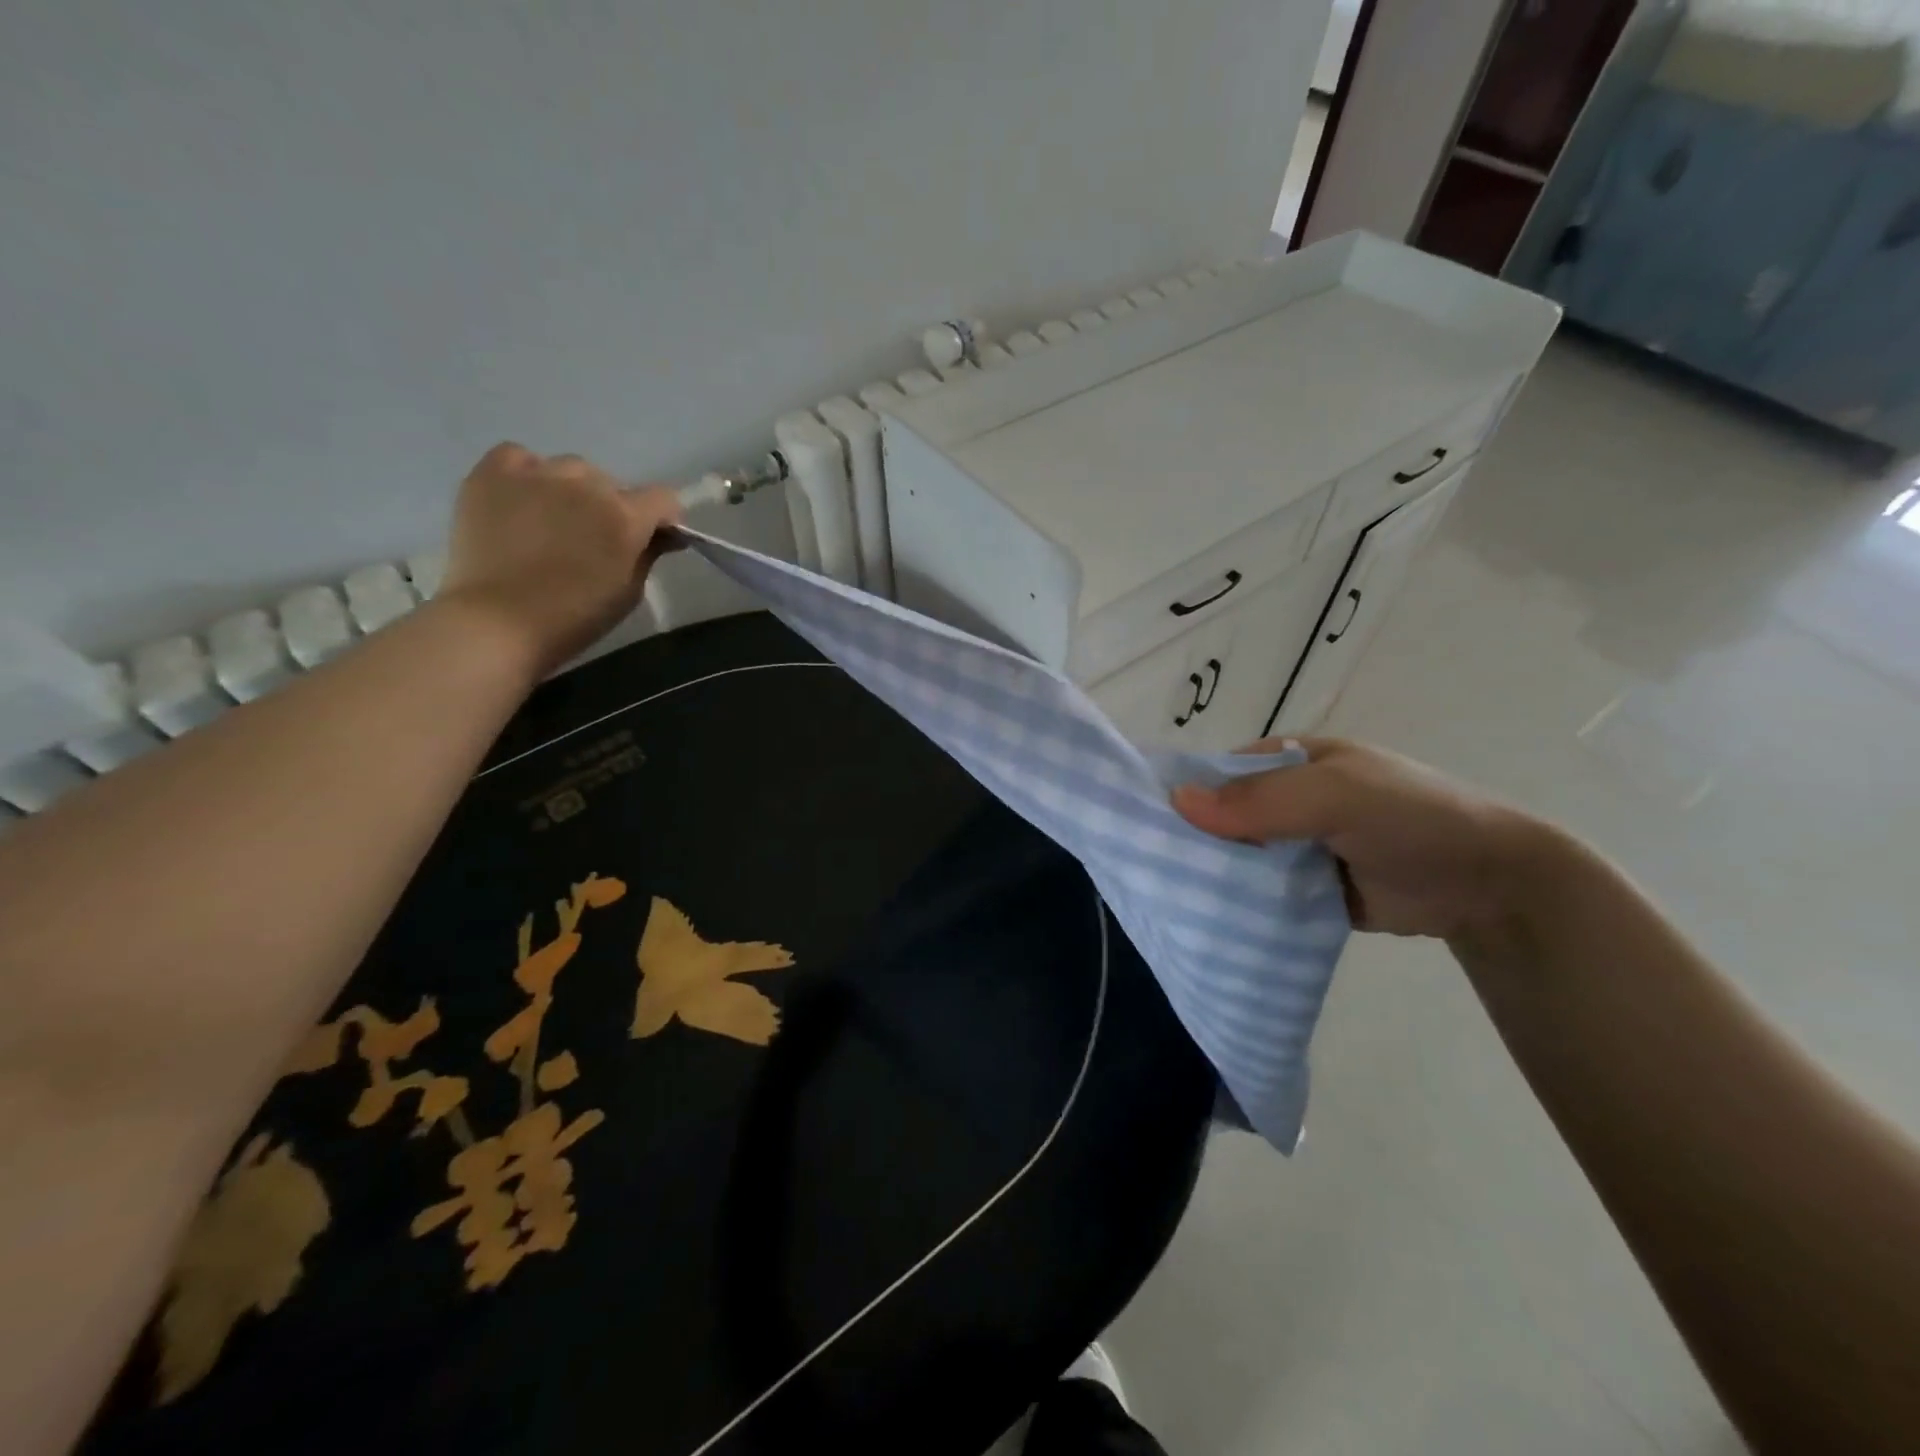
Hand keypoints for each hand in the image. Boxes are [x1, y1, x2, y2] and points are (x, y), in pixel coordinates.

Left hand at [437, 443, 683, 675]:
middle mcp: (587, 486)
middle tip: (594, 538)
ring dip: (572, 491)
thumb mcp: (628, 592)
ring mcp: (537, 475)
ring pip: (569, 470)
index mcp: (626, 517)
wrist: (499, 622)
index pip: (663, 498)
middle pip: (612, 484)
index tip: (654, 536)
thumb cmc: (574, 617)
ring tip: (554, 519)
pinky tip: (522, 499)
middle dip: (611, 507)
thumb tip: (662, 535)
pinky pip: (518, 457)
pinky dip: (526, 474)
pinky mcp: (492, 474)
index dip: (662, 518)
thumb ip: (648, 555)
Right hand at [1172, 738, 1564, 940]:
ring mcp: (1294, 847)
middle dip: (1191, 842)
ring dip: (1212, 877)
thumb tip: (1175, 801)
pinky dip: (1238, 905)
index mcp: (1287, 761)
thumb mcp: (1336, 794)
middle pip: (1219, 818)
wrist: (1490, 884)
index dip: (1181, 793)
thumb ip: (1260, 799)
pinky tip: (1204, 921)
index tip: (1139, 825)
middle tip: (1148, 872)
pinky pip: (1258, 894)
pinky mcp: (1304, 890)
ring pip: (1235, 859)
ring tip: (1165, 901)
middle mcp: (1283, 801)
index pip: (1215, 772)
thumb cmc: (1412, 816)